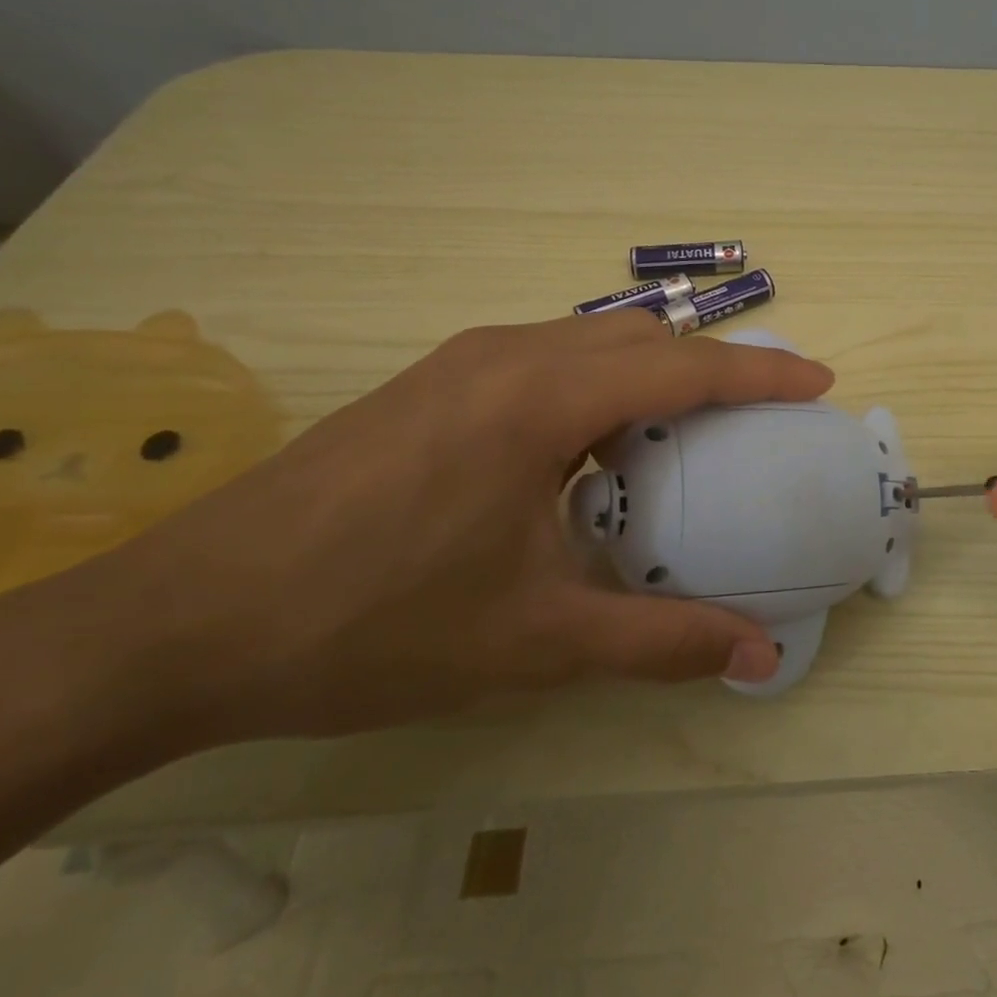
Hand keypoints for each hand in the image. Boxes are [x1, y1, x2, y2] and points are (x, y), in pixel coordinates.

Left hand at [65, 312, 832, 744]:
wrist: (179, 624)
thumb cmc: (370, 626)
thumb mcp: (533, 641)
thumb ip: (661, 643)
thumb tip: (758, 659)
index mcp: (538, 399)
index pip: (681, 368)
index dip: (761, 372)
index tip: (818, 382)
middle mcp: (504, 355)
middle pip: (641, 338)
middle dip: (714, 365)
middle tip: (761, 414)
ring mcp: (460, 362)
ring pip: (591, 340)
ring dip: (653, 371)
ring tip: (690, 430)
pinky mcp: (431, 382)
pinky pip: (546, 357)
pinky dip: (600, 383)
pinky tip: (595, 446)